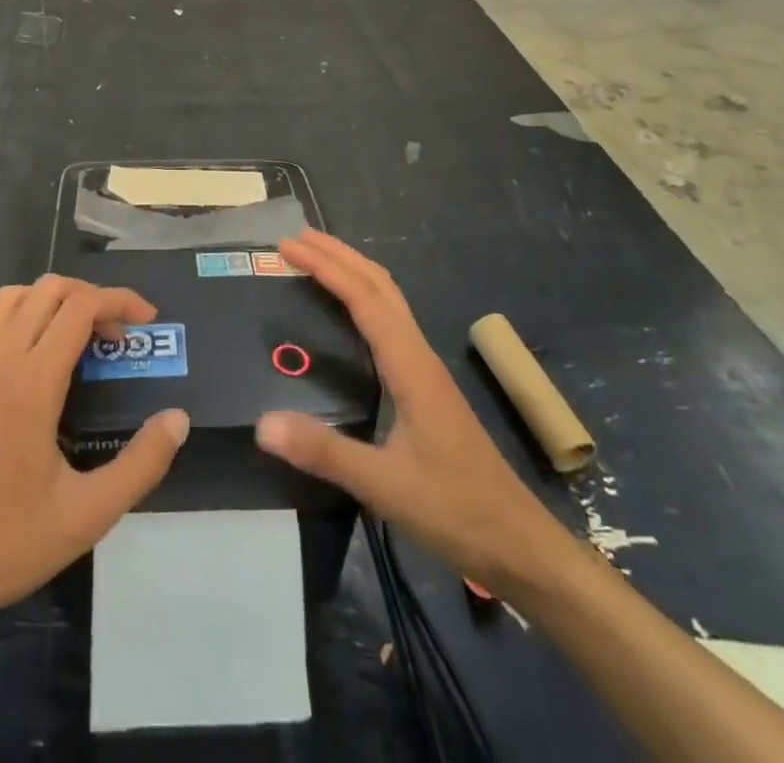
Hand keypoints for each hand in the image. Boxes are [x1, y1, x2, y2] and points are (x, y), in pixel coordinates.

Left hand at [0, 274, 189, 630]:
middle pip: (48, 290)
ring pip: (11, 297)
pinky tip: (27, 355)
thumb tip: (178, 418)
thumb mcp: (90, 514)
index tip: (148, 320)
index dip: (119, 300)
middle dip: (91, 297)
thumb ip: (142, 463)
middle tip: (118, 335)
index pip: (80, 307)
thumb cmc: (11, 542)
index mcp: (32, 383)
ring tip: (78, 335)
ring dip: (50, 301)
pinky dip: (11, 320)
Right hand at [255, 230, 571, 596]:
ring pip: (389, 300)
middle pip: (379, 285)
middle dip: (338, 255)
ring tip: (317, 261)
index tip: (287, 246)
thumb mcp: (384, 485)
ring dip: (353, 272)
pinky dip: (365, 299)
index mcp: (410, 365)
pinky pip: (391, 322)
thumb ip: (324, 452)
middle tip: (296, 238)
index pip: (363, 297)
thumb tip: (263, 423)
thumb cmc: (456, 510)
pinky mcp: (427, 387)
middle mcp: (419, 355)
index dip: (325, 266)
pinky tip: (350, 315)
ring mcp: (426, 369)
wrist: (520, 544)